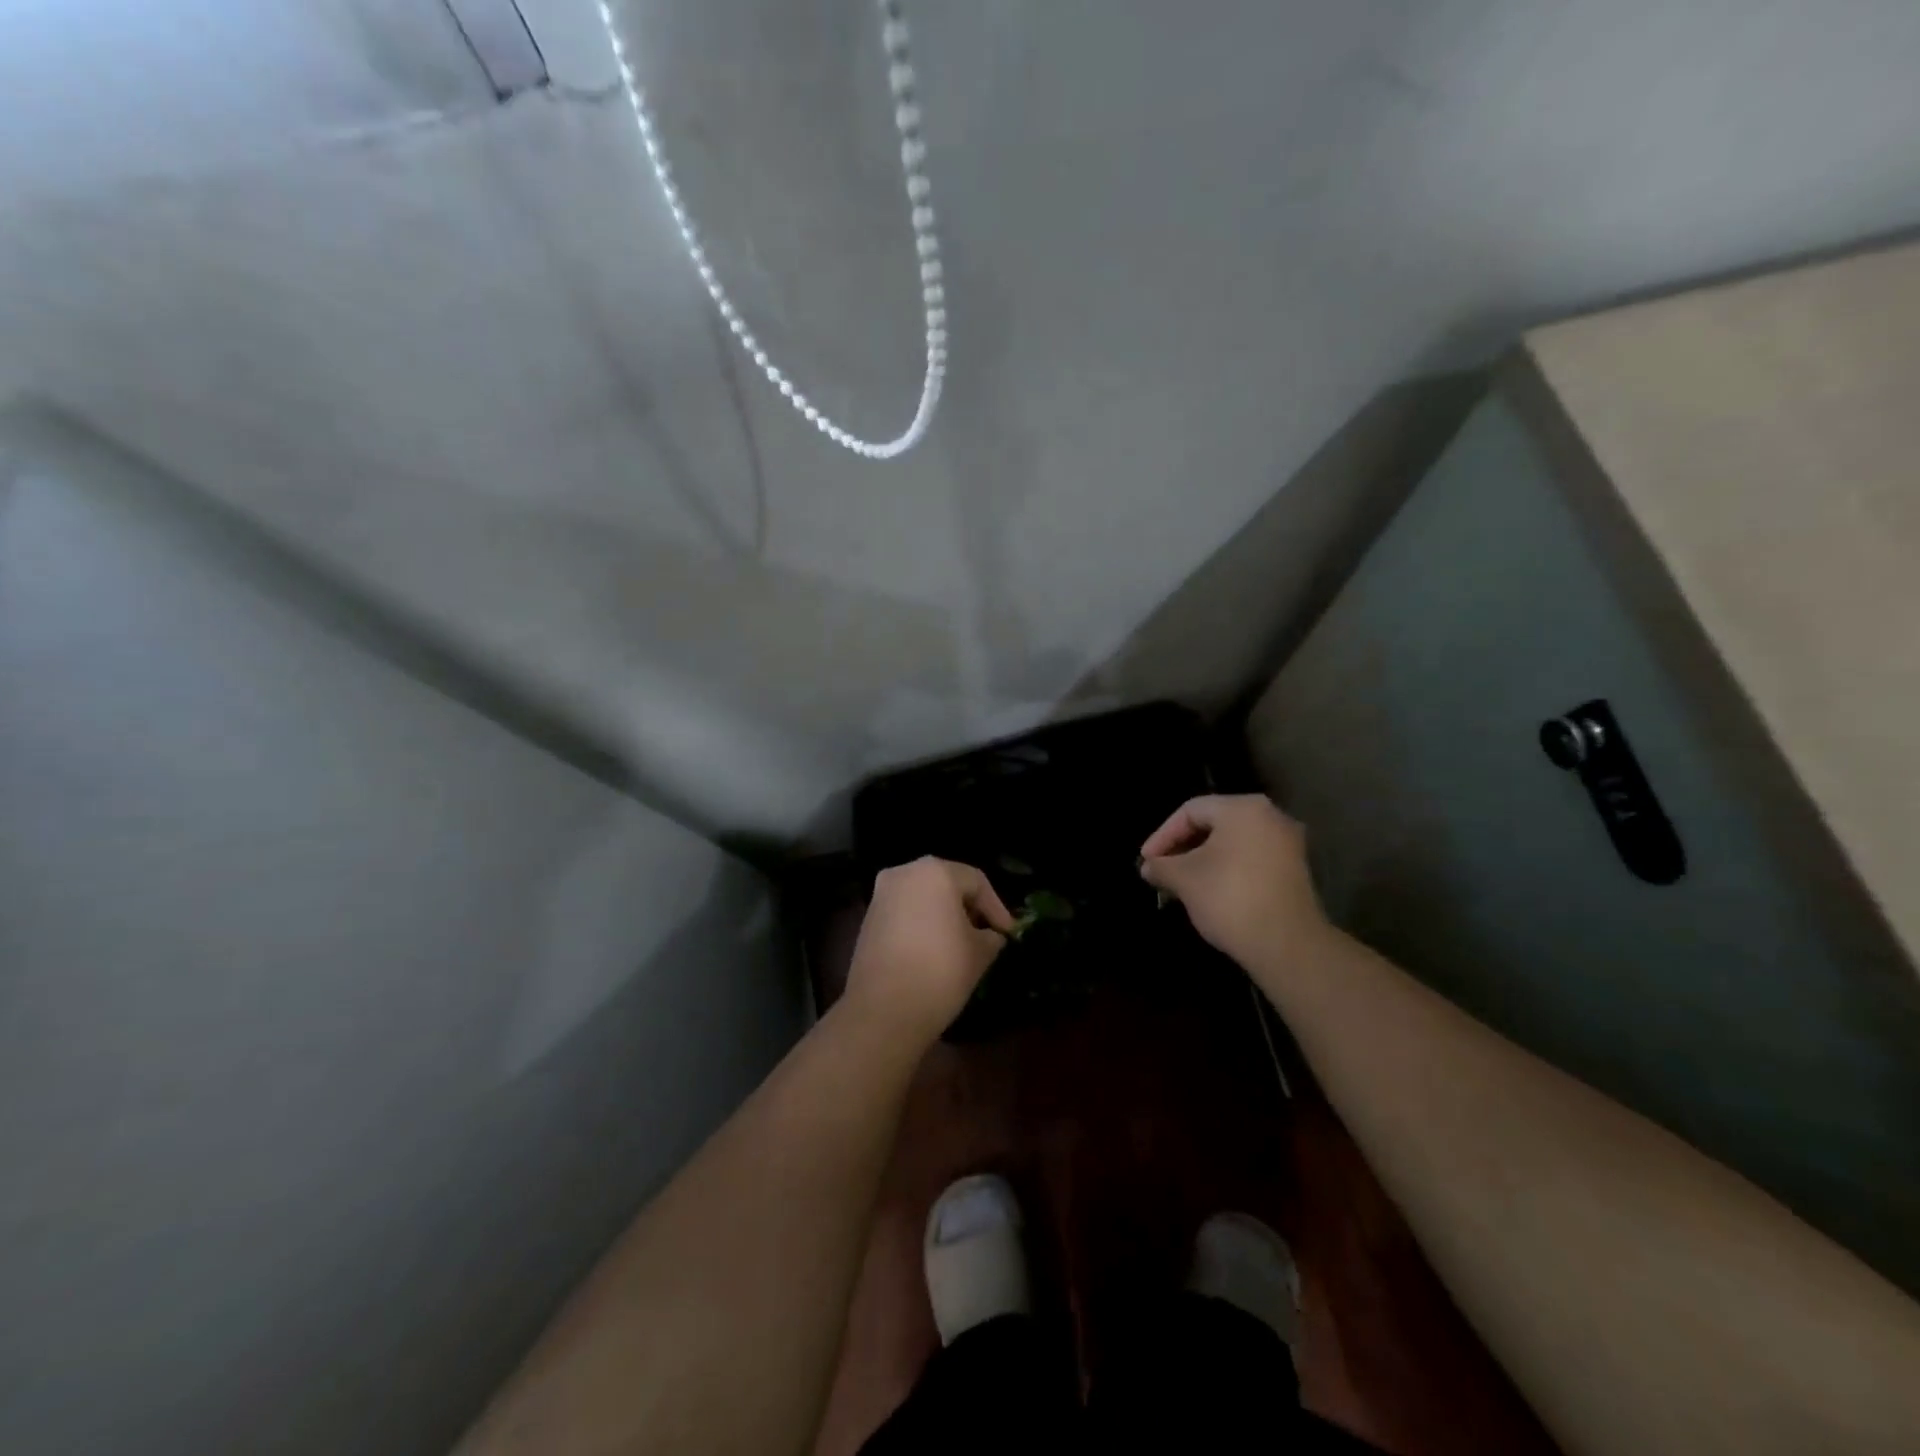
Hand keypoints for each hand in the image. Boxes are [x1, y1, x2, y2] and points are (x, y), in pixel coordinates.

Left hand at [844, 857, 1013, 1044]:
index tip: (1008, 933)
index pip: (976, 882)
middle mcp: (905, 873)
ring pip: (923, 897)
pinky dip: (922, 923)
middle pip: (947, 883)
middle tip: (987, 933)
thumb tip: (991, 935)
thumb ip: (991, 936)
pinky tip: (934, 949)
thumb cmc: (940, 971)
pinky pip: (904, 912)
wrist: (884, 1011)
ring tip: (962, 943)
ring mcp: (881, 895)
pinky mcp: (868, 918)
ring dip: (944, 915)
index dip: (996, 907)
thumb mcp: (980, 953)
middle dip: (969, 908)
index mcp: (935, 871)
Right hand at [1139, 794, 1333, 974]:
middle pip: (1214, 823)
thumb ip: (1162, 866)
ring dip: (1203, 860)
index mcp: (1243, 808)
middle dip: (1182, 847)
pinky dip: (1226, 869)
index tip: (1146, 861)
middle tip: (1161, 869)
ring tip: (1180, 883)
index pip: (1190, 810)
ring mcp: (1287, 844)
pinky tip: (1209, 891)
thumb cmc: (1230, 899)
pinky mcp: (1294, 870)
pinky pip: (1250, 859)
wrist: (1287, 945)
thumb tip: (1149, 867)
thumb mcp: (1184, 880)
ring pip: (1232, 843)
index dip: (1162, 835)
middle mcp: (1270, 816)